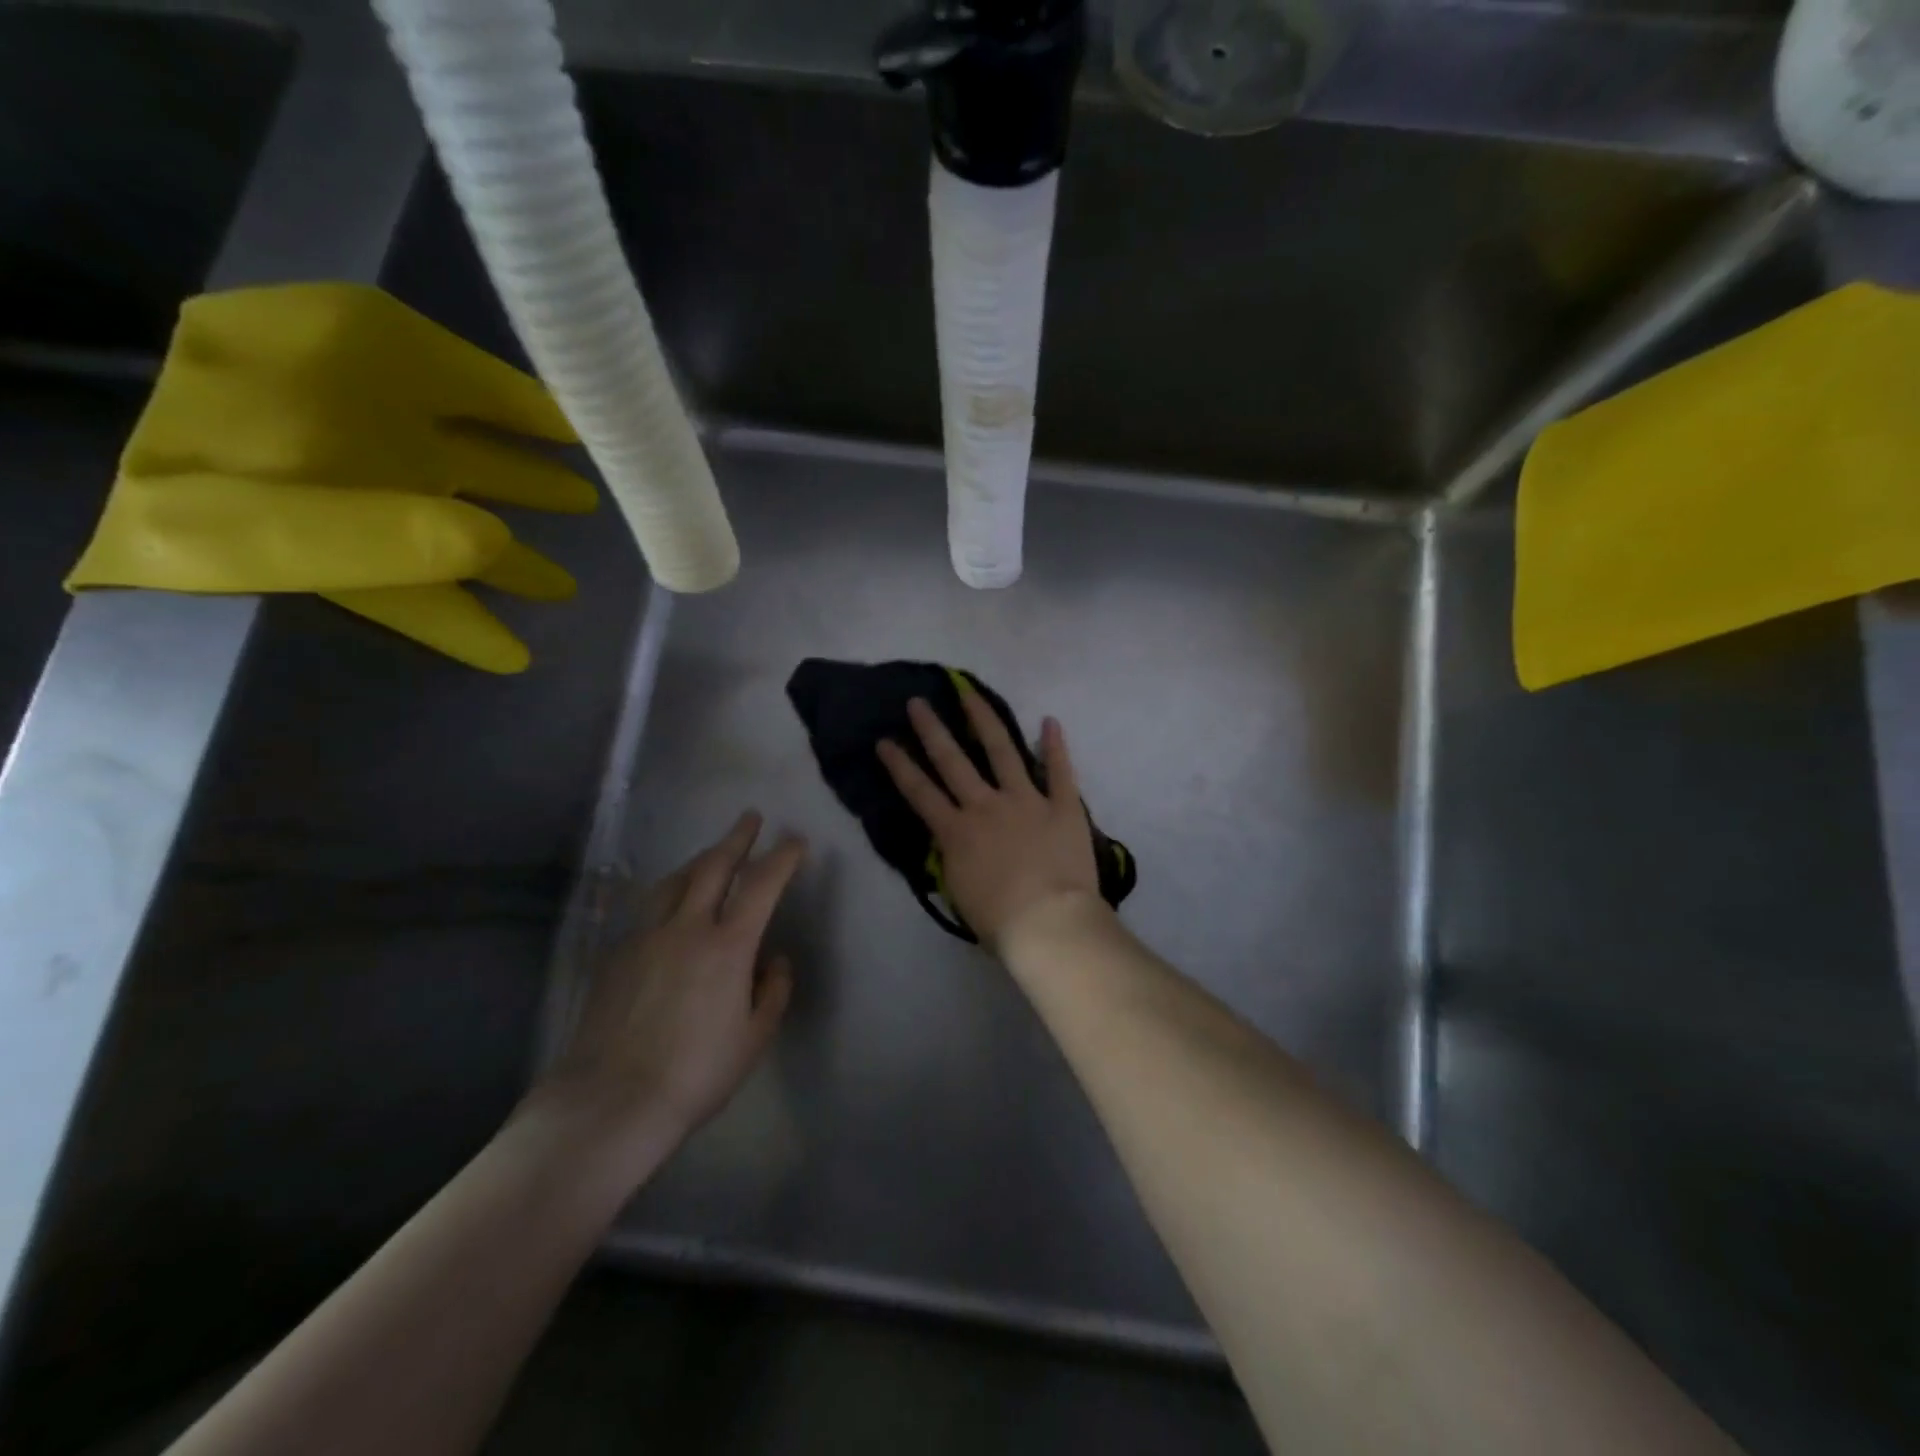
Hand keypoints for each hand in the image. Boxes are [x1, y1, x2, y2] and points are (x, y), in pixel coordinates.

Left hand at [531, 812, 805, 1177]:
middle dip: (737, 838)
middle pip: (713, 867)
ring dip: (698, 860)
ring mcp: (646, 938)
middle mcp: (686, 928)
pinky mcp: (617, 956)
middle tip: (750, 818)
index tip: (795, 840)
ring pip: (674, 882)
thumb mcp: (754, 1038)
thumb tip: (775, 961)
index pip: (762, 885)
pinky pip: (648, 910)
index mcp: (728, 945)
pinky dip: (668, 895)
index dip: (782, 857)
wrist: (611, 1101)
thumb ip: (773, 991)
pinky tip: (670, 907)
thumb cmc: (696, 1073)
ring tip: (710, 854)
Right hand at [877, 694, 1101, 951]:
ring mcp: (1026, 800)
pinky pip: (1060, 770)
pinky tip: (1050, 720)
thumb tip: (952, 841)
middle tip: (918, 702)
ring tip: (970, 694)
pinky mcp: (1062, 806)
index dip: (900, 765)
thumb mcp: (959, 892)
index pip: (920, 792)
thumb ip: (953, 858)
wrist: (1049, 923)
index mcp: (957, 832)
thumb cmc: (1000, 921)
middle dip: (932, 729)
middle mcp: (986, 806)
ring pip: (1002, 751)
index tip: (884, 741)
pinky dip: (1055, 746)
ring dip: (984, 720)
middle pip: (953, 760)